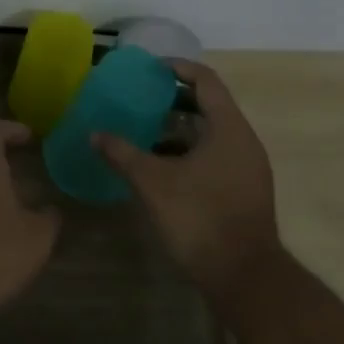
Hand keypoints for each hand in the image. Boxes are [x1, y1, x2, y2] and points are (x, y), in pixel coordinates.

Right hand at [94, 61, 283, 300]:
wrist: (244, 276)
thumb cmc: (200, 218)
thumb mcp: (153, 183)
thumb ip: (123, 154)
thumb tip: (94, 134)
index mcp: (229, 128)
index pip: (206, 81)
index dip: (178, 68)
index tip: (151, 68)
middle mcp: (244, 141)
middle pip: (211, 105)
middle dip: (175, 100)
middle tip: (142, 99)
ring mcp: (248, 167)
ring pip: (212, 134)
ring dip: (181, 129)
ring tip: (145, 131)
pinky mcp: (244, 190)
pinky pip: (216, 156)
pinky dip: (190, 152)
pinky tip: (163, 167)